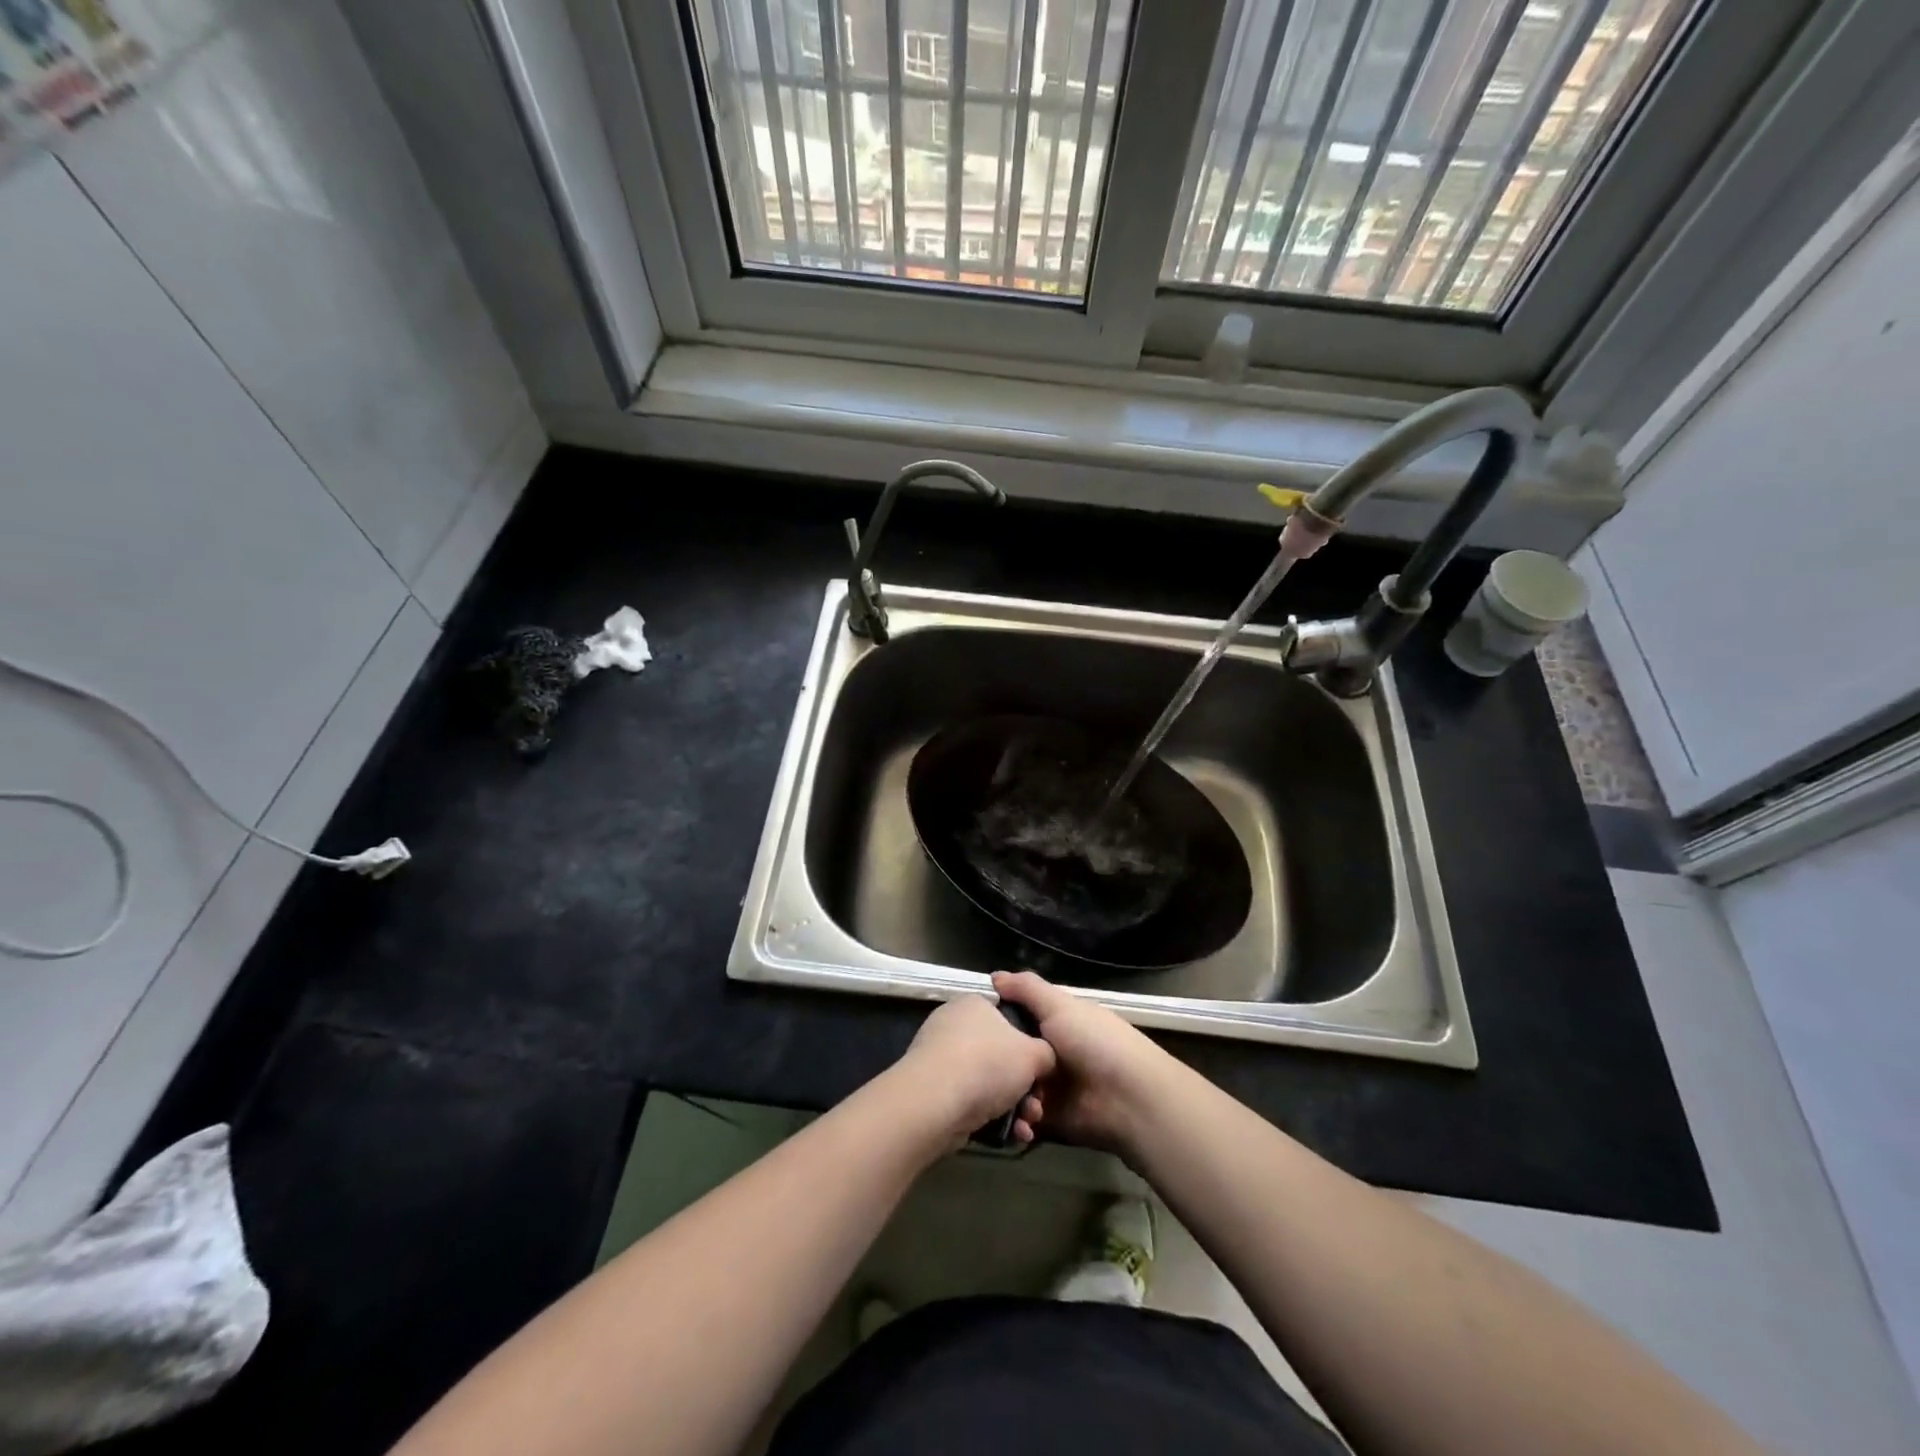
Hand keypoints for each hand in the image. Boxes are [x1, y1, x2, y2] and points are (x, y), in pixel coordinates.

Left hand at [892, 994, 1056, 1148]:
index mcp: (975, 1003)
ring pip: (987, 1082)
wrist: (935, 1102)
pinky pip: (970, 1100)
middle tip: (1037, 1108)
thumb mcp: (1034, 1053)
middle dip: (1025, 1087)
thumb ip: (1046, 1053)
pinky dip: (990, 1117)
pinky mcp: (932, 1090)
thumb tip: (1042, 1059)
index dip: (1030, 1046)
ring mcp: (940, 1058)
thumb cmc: (988, 1064)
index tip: (1042, 1073)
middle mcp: (954, 1025)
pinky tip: (1009, 1136)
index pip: (1009, 1018)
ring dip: (1013, 1107)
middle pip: (1000, 1055)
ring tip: (1025, 1128)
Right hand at [991, 971, 1175, 1158]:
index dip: (996, 1018)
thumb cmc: (1095, 1043)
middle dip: (995, 1061)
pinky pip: (1022, 1119)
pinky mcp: (1049, 1120)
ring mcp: (1049, 1088)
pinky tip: (1012, 1119)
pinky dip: (1015, 1120)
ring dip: (1006, 1093)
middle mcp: (1050, 1052)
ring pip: (1012, 1086)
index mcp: (1056, 1021)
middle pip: (1011, 1053)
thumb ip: (1027, 989)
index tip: (970, 1021)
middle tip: (975, 1064)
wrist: (1129, 1100)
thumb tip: (994, 976)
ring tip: (999, 1096)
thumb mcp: (1060, 1006)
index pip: (1017, 1016)